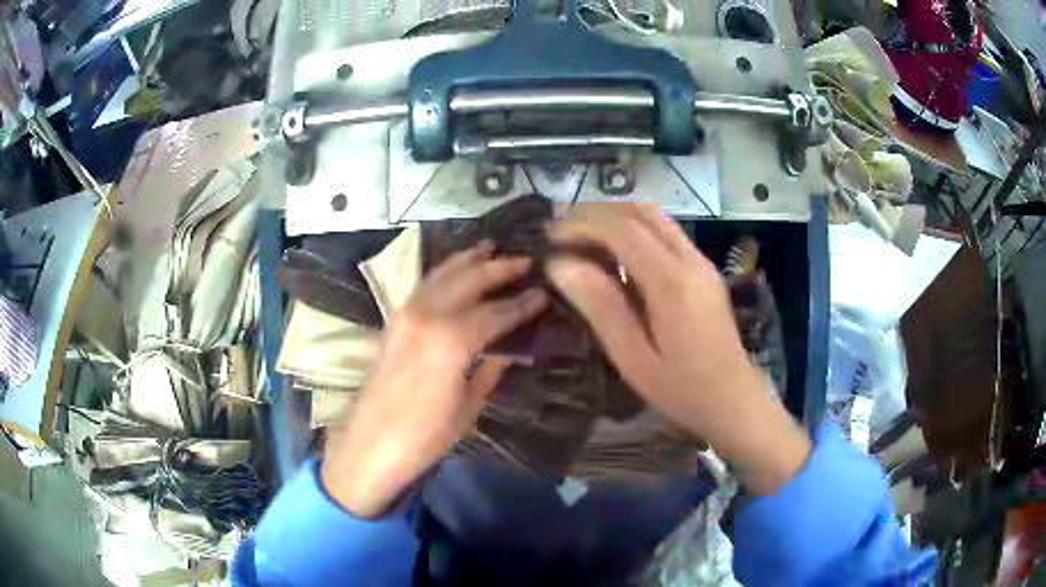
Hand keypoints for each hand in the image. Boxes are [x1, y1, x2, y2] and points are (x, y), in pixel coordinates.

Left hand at [321, 242, 548, 516]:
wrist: (369, 444)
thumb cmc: (424, 436)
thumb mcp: (466, 407)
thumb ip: (489, 371)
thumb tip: (510, 350)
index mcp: (452, 340)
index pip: (496, 313)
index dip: (522, 304)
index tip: (543, 294)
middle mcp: (428, 316)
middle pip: (469, 280)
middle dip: (499, 268)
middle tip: (525, 260)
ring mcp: (406, 314)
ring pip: (442, 274)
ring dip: (468, 260)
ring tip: (490, 247)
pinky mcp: (393, 320)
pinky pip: (424, 285)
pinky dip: (443, 271)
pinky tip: (455, 269)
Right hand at [546, 203, 810, 494]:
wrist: (735, 401)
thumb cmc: (681, 390)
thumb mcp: (633, 357)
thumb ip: (600, 306)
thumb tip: (559, 264)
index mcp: (672, 282)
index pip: (622, 230)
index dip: (581, 225)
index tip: (548, 236)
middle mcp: (690, 260)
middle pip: (641, 212)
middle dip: (596, 213)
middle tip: (561, 231)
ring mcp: (701, 262)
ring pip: (656, 218)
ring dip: (616, 218)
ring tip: (581, 237)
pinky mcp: (705, 270)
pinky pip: (666, 233)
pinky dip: (634, 230)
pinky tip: (614, 254)